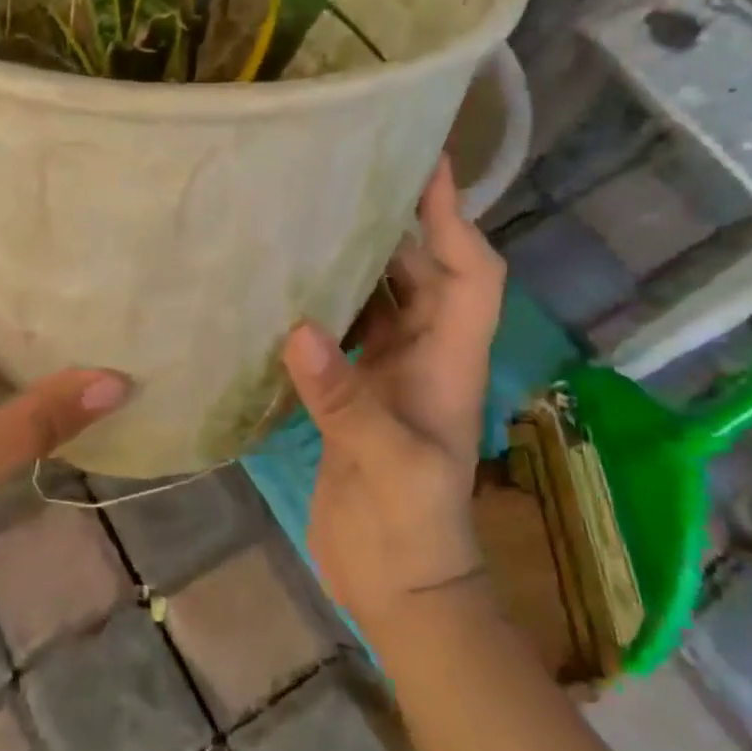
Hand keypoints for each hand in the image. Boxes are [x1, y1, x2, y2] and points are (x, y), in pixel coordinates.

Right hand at [281, 155, 503, 632]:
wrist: (401, 587)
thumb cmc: (414, 527)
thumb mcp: (387, 461)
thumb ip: (344, 397)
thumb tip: (297, 329)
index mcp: (448, 360)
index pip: (468, 273)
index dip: (453, 218)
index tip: (428, 163)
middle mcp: (422, 357)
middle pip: (420, 275)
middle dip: (394, 227)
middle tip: (344, 182)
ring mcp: (387, 378)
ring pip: (378, 303)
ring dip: (353, 266)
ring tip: (307, 224)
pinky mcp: (353, 399)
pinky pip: (341, 338)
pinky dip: (320, 312)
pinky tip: (283, 296)